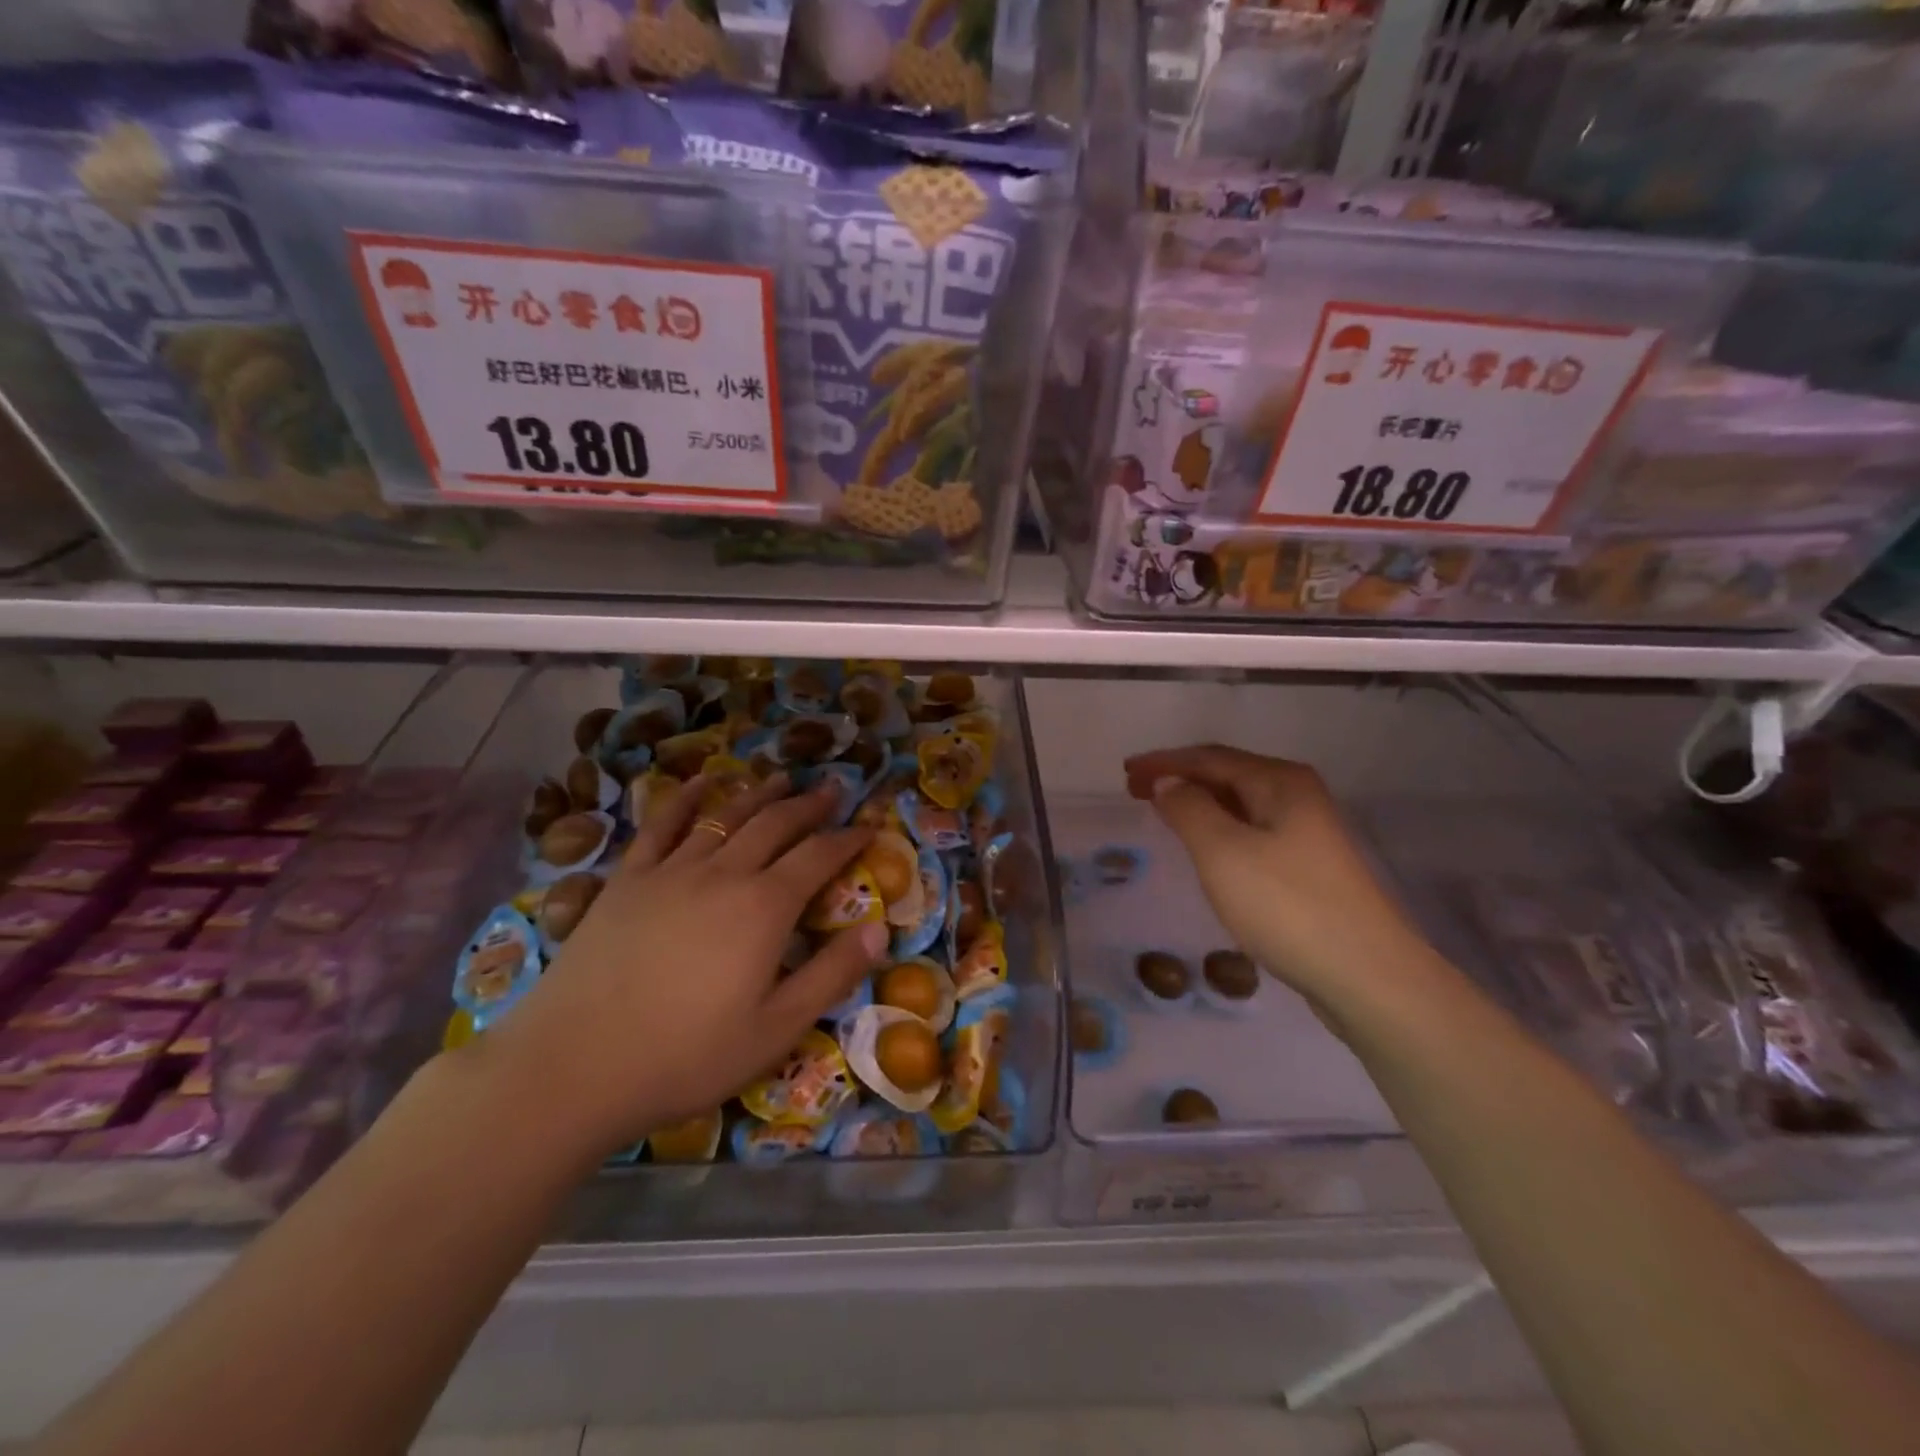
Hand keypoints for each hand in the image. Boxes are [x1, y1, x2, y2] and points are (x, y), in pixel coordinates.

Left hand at [465, 773, 885, 1163]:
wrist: (573, 1066)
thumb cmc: (686, 1056)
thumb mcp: (776, 1029)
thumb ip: (832, 975)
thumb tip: (880, 930)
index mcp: (764, 907)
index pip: (818, 857)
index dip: (848, 839)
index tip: (868, 826)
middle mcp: (723, 874)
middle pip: (775, 825)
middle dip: (809, 805)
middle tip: (832, 789)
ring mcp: (671, 871)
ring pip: (724, 816)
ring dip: (757, 793)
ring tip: (780, 777)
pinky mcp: (627, 880)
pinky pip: (661, 826)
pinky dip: (684, 798)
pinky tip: (700, 782)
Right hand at [1124, 745, 1448, 1020]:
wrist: (1367, 976)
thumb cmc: (1287, 906)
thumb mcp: (1223, 852)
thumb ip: (1188, 809)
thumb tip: (1168, 783)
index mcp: (1280, 782)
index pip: (1209, 757)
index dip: (1164, 762)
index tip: (1125, 774)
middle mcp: (1297, 796)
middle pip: (1227, 774)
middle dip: (1179, 778)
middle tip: (1135, 791)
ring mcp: (1307, 832)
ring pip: (1240, 804)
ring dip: (1198, 803)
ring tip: (1162, 813)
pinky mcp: (1308, 866)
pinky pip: (1251, 831)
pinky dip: (1219, 828)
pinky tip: (1205, 848)